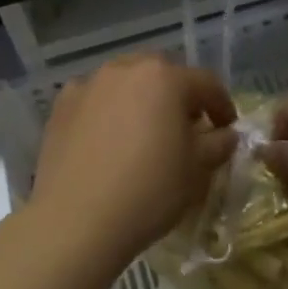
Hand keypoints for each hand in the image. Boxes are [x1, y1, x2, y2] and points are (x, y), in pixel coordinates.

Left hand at [25, 53, 236, 276]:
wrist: (76, 219)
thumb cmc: (149, 191)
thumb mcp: (197, 171)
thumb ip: (217, 144)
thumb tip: (224, 134)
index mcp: (164, 78)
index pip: (206, 83)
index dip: (222, 105)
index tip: (227, 128)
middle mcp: (124, 69)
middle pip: (161, 75)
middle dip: (177, 96)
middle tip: (185, 127)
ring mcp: (88, 85)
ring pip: (124, 83)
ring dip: (140, 100)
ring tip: (144, 132)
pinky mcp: (60, 106)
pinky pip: (94, 100)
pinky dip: (106, 112)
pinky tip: (108, 140)